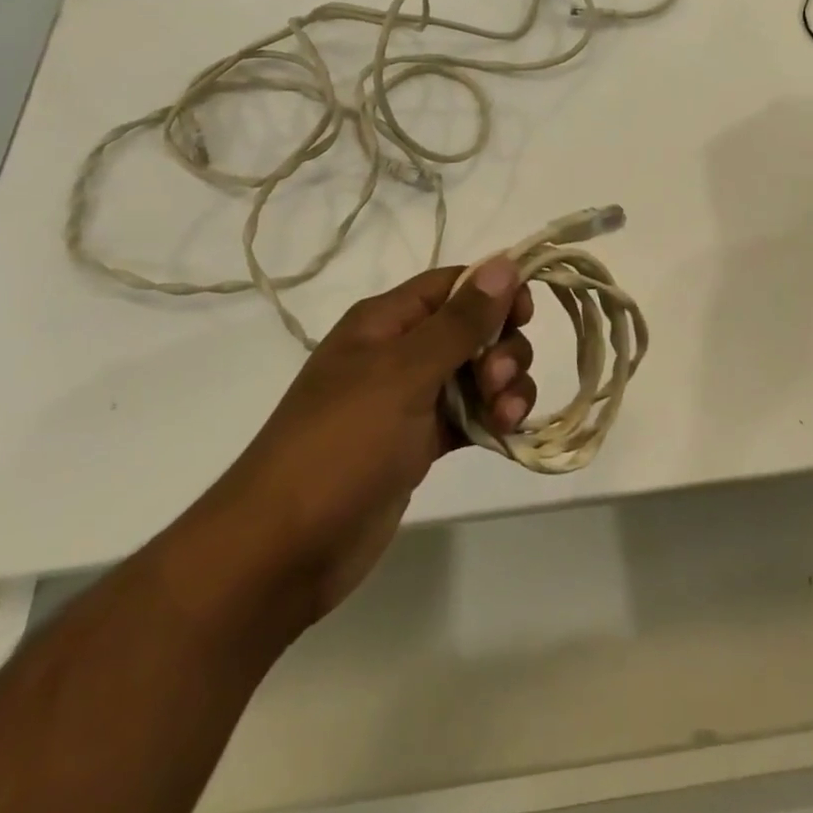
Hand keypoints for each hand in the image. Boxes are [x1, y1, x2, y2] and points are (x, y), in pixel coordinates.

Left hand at [227, 259, 535, 621]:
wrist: (285, 549)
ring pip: (476, 373)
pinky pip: (470, 415)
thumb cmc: (342, 444)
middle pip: (472, 328)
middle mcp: (399, 353)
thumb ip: (460, 322)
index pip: (452, 285)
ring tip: (504, 417)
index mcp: (385, 322)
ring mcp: (409, 400)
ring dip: (504, 386)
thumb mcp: (403, 374)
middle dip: (501, 348)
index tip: (527, 315)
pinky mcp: (419, 443)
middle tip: (498, 382)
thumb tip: (503, 263)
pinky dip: (493, 419)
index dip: (494, 291)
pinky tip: (506, 434)